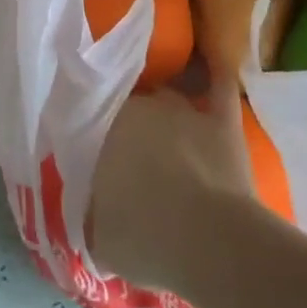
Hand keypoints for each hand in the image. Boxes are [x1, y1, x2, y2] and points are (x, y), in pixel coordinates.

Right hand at [89, 69, 253, 294]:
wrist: (212, 244)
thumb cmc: (145, 238)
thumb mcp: (97, 237)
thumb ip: (88, 214)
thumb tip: (84, 210)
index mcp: (103, 128)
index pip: (92, 118)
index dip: (94, 133)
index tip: (94, 151)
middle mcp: (139, 107)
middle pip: (128, 107)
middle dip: (128, 125)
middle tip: (129, 151)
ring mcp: (183, 110)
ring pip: (167, 94)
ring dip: (163, 108)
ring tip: (163, 123)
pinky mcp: (221, 120)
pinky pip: (219, 86)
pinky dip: (214, 74)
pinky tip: (213, 63)